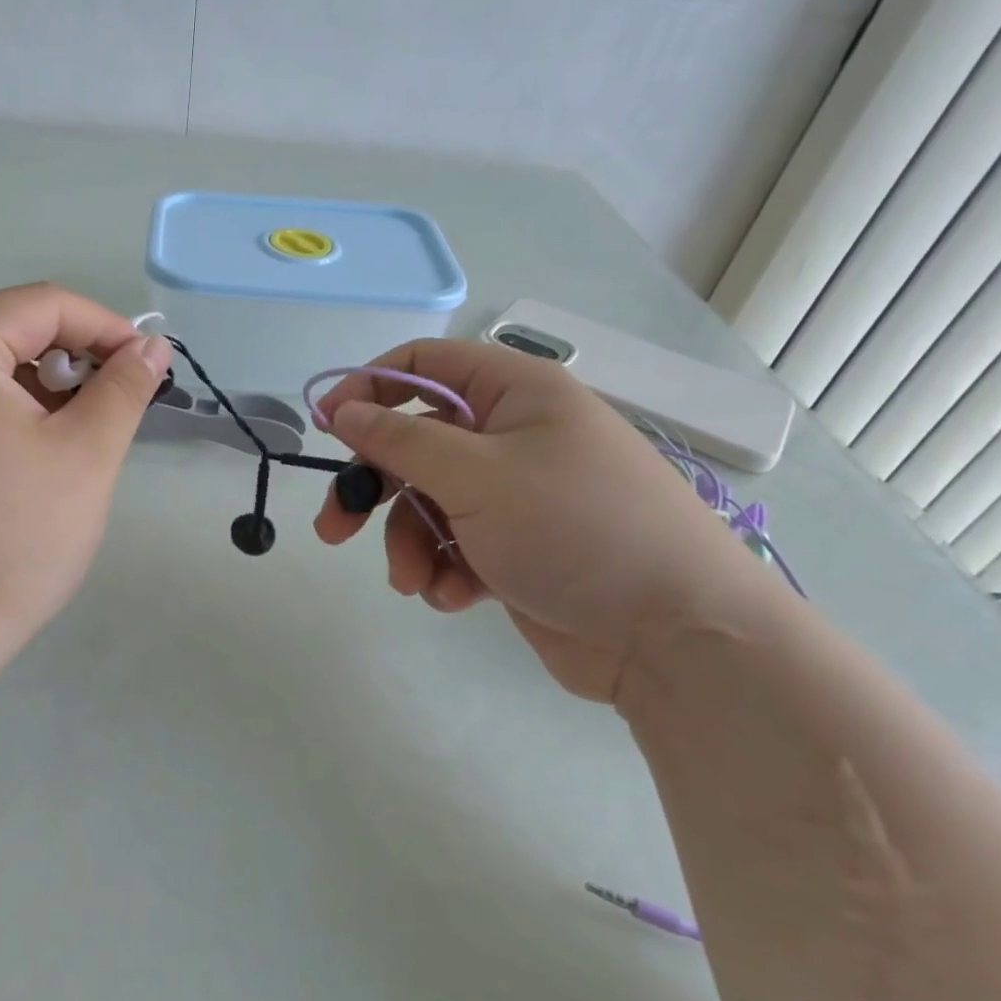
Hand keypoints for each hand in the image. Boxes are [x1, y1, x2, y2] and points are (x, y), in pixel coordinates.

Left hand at [0, 284, 171, 656]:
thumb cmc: (11, 539)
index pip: (42, 305)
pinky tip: (39, 455)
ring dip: (47, 389)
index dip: (106, 328)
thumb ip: (124, 388)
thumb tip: (152, 347)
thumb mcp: (85, 455)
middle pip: (12, 330)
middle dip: (76, 360)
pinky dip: (12, 413)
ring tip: (83, 437)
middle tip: (117, 409)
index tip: (149, 369)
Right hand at [313, 340, 784, 701]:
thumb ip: (400, 440)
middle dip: (373, 489)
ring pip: (428, 504)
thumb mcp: (475, 476)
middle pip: (415, 443)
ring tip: (416, 582)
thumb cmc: (574, 528)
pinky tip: (457, 597)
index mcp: (515, 393)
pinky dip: (446, 570)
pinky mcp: (516, 548)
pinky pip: (456, 545)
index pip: (424, 365)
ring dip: (410, 544)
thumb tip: (342, 410)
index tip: (326, 427)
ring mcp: (516, 495)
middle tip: (333, 529)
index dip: (368, 388)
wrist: (674, 636)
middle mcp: (514, 436)